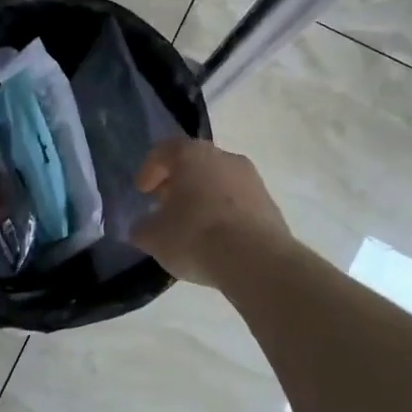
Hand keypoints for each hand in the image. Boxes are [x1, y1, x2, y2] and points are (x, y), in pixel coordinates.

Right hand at [131, 139, 292, 288]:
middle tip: (164, 206)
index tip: (142, 192)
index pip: (165, 150)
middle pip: (195, 163)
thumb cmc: (196, 236)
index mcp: (192, 155)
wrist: (257, 260)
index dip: (150, 170)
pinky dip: (224, 213)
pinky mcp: (269, 204)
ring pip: (218, 181)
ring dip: (203, 197)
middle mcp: (225, 157)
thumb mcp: (154, 237)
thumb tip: (143, 227)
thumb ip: (142, 228)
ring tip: (191, 225)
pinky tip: (216, 238)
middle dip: (177, 183)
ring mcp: (252, 179)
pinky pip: (238, 202)